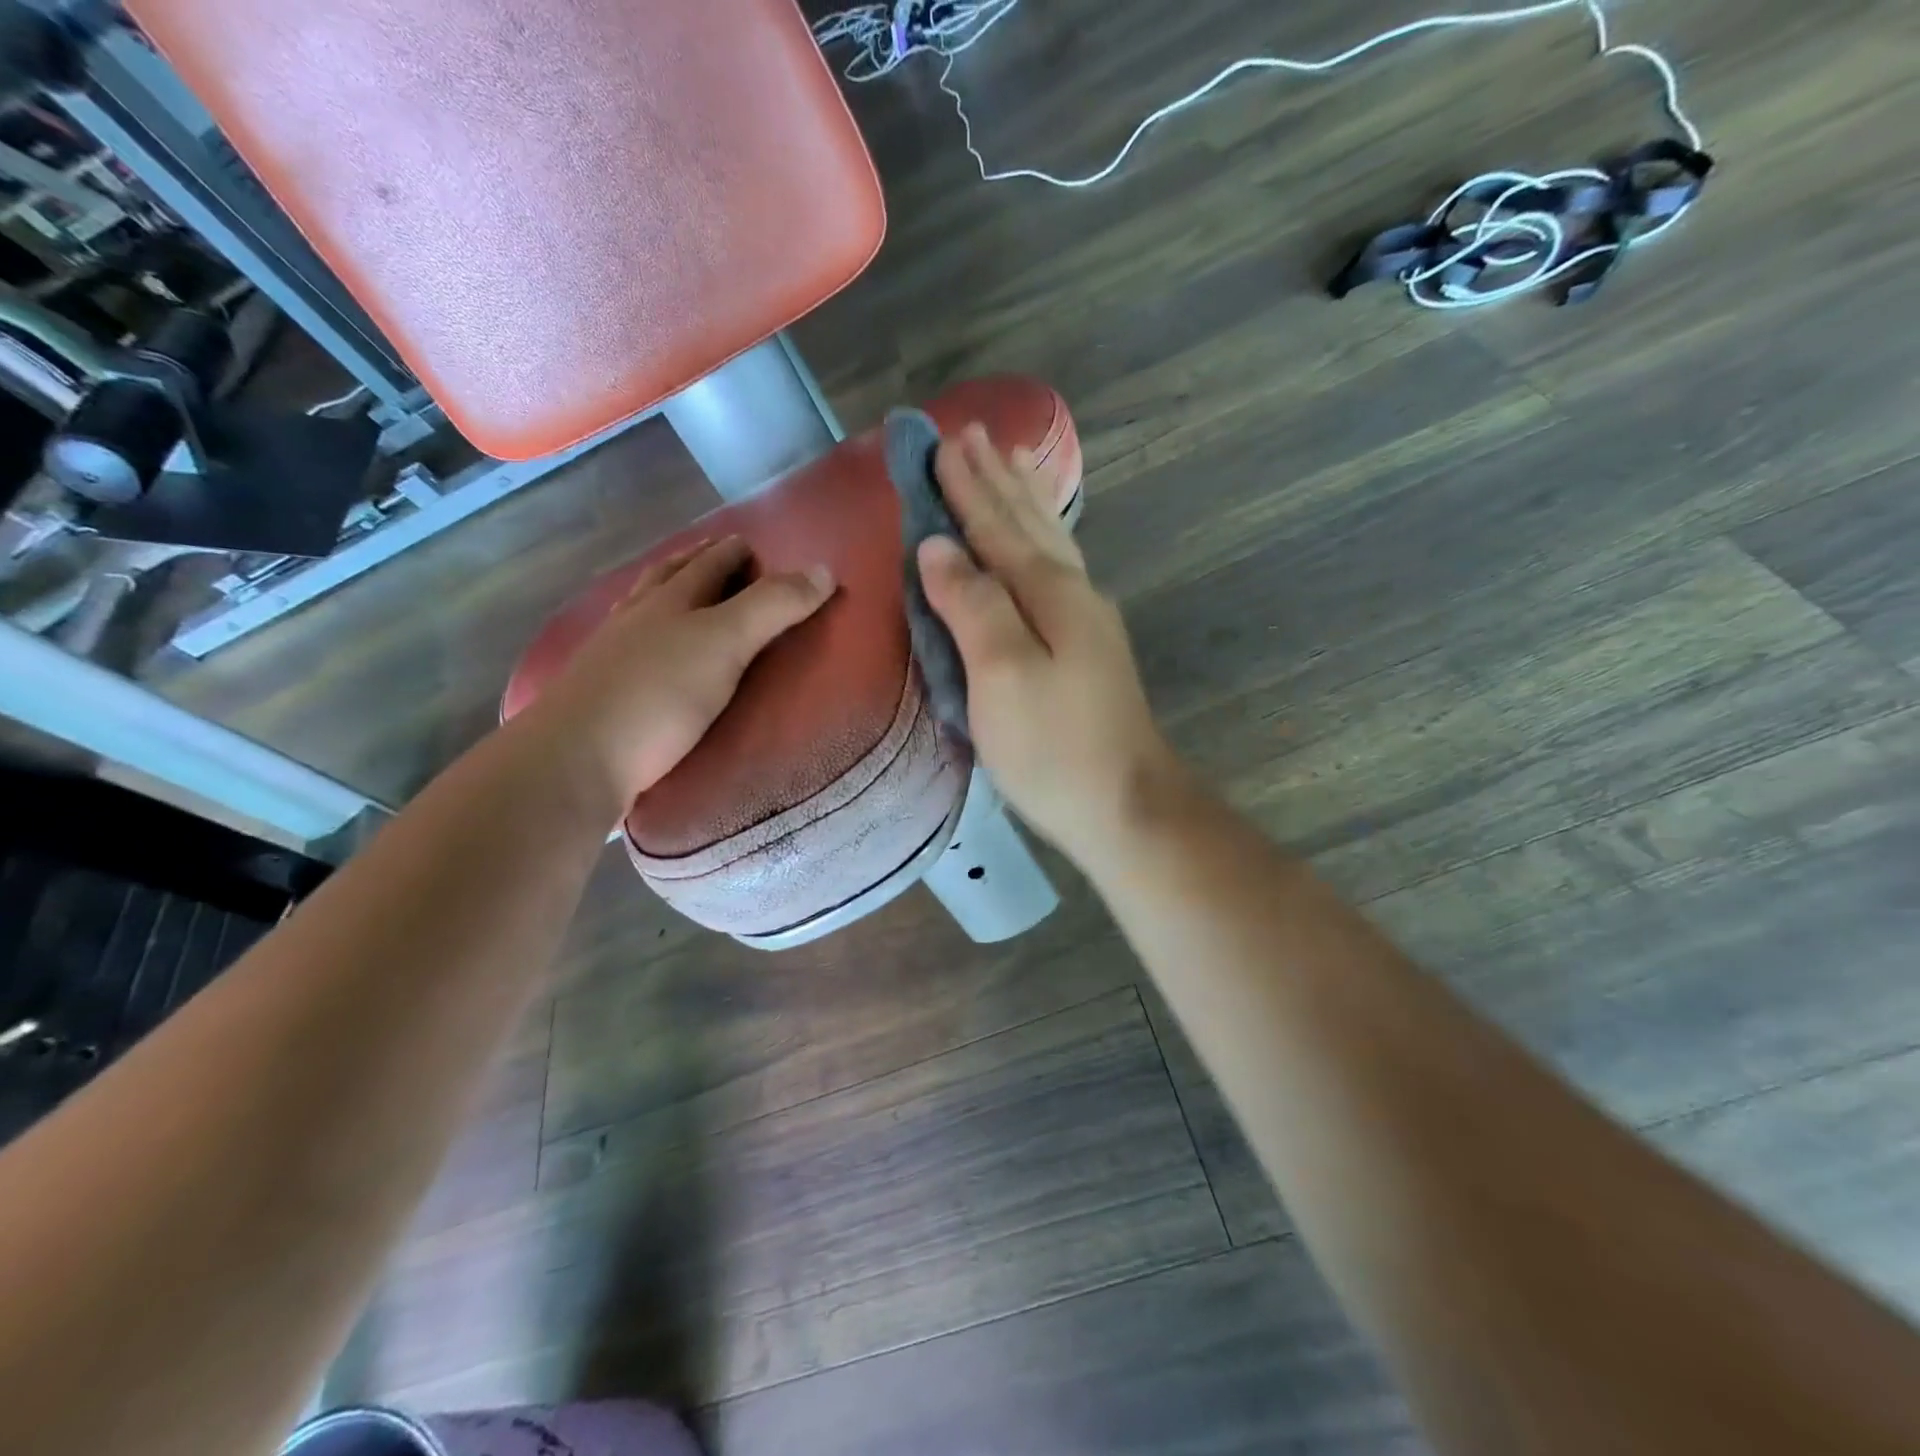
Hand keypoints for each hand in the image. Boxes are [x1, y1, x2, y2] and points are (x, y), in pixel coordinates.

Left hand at [521, 536, 833, 820]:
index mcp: (669, 600)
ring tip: (684, 599)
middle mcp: (636, 618)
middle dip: (695, 563)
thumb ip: (773, 607)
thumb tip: (824, 570)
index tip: (752, 545)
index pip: (707, 564)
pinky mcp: (600, 692)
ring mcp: (611, 655)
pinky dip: (648, 638)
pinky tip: (650, 655)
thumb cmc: (658, 695)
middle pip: (668, 578)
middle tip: (720, 559)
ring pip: (642, 611)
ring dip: (666, 596)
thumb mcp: (725, 644)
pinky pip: (631, 650)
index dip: (732, 551)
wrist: (576, 758)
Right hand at [919, 425, 1180, 867]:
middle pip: (1028, 524)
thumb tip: (938, 546)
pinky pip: (1058, 570)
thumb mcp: (1000, 674)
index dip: (965, 487)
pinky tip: (1043, 544)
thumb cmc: (1053, 747)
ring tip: (1011, 465)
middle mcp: (1073, 593)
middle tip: (974, 435)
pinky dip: (1042, 541)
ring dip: (1024, 502)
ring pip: (1051, 542)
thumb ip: (971, 604)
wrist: (1125, 805)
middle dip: (996, 480)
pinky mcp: (1088, 649)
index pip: (995, 526)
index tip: (939, 443)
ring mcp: (1087, 622)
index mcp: (1048, 592)